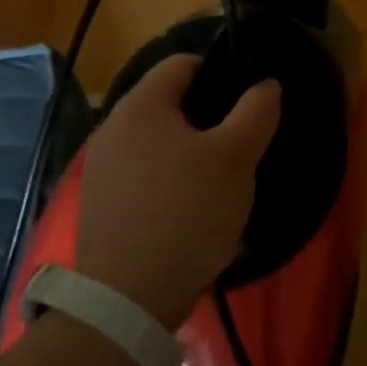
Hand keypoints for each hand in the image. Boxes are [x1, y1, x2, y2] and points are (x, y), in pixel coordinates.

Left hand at [73, 55, 281, 328]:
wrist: (127, 302)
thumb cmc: (187, 213)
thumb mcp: (236, 158)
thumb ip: (256, 111)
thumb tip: (266, 85)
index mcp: (141, 105)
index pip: (183, 63)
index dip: (220, 70)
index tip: (248, 98)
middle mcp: (112, 128)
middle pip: (169, 102)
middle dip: (208, 114)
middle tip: (241, 139)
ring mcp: (101, 169)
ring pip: (157, 140)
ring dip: (190, 148)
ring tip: (221, 176)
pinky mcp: (100, 205)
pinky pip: (144, 173)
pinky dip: (170, 177)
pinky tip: (192, 207)